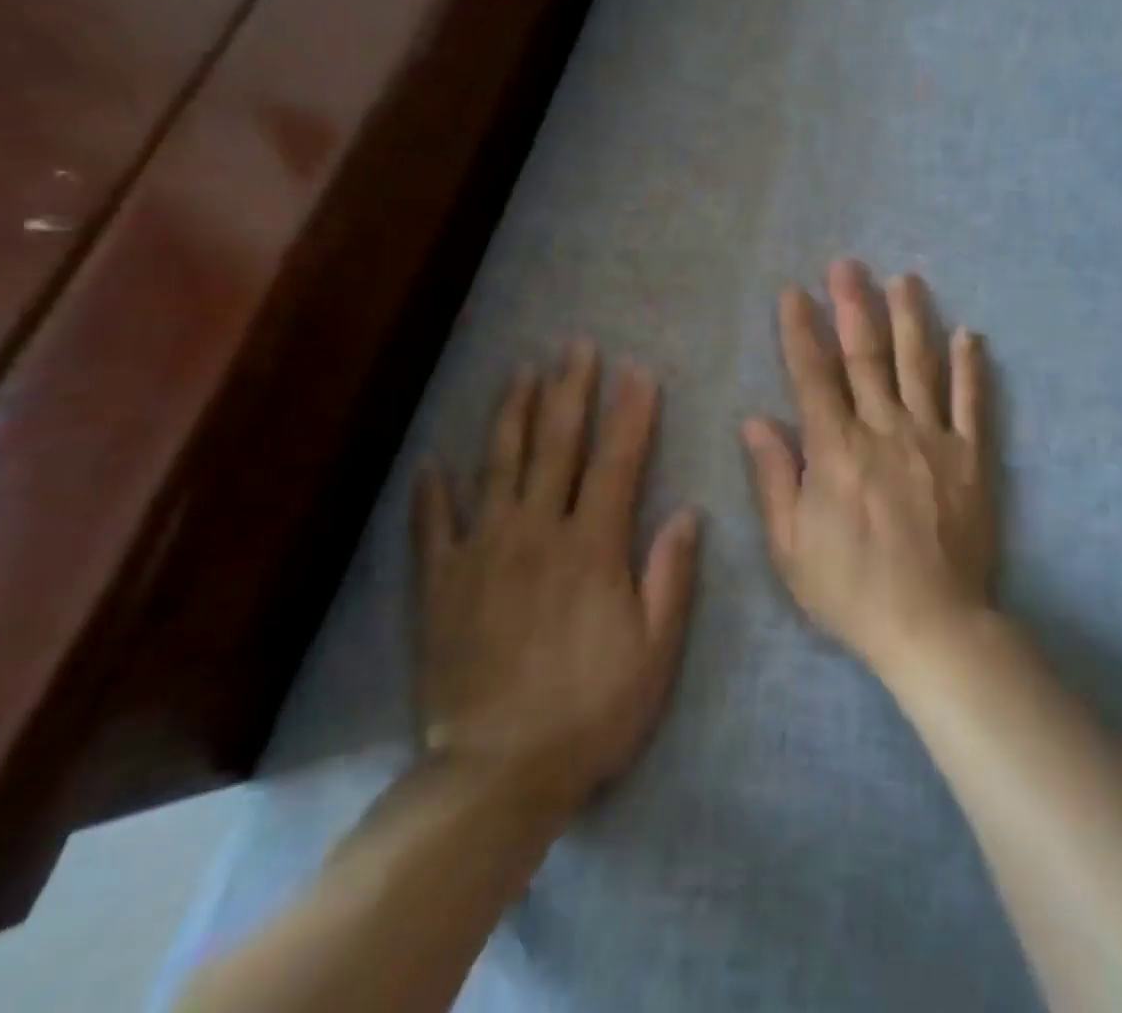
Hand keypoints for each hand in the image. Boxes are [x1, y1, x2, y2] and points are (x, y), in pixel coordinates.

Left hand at [411, 343, 698, 807]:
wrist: (497, 774)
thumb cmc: (590, 712)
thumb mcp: (656, 652)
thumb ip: (671, 576)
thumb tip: (689, 512)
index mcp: (591, 547)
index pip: (617, 462)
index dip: (630, 413)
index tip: (638, 372)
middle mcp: (536, 532)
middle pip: (556, 446)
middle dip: (570, 391)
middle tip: (577, 347)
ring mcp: (482, 552)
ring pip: (499, 466)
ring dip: (513, 415)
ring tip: (522, 372)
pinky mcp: (441, 583)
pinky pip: (434, 526)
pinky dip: (433, 491)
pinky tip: (434, 460)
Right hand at [742, 260, 995, 678]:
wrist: (932, 626)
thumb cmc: (850, 589)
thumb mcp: (790, 545)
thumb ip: (775, 477)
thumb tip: (755, 419)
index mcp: (836, 449)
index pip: (812, 376)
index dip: (799, 331)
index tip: (792, 293)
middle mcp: (884, 430)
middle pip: (866, 356)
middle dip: (853, 306)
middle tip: (847, 264)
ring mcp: (933, 439)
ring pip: (919, 366)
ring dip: (910, 318)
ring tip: (904, 279)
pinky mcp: (971, 457)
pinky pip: (972, 403)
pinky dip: (970, 367)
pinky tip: (968, 334)